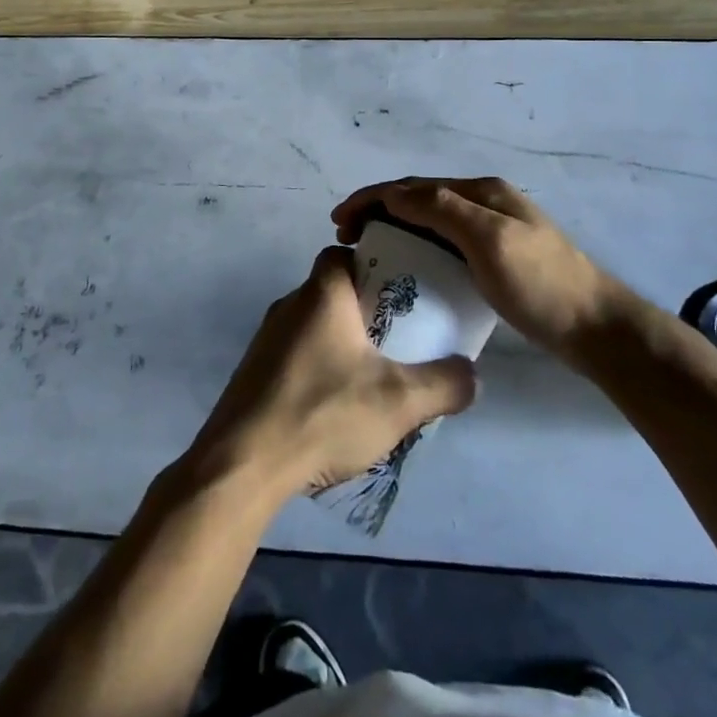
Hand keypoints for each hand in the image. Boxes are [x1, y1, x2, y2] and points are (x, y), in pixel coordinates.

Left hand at [185, 247, 476, 502]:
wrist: (243, 463)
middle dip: (366, 308)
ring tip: (373, 375)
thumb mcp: (399, 402)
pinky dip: (319, 366)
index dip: (372, 263)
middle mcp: (290, 304)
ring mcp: (267, 338)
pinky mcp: (255, 372)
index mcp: (321, 293)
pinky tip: (336, 404)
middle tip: (398, 339)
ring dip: (342, 341)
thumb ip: (444, 384)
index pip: (343, 253)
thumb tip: (472, 373)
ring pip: (314, 324)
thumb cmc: (323, 413)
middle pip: (333, 290)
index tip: (400, 291)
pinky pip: (296, 354)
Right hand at [333, 177, 627, 363]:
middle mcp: (483, 203)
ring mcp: (491, 231)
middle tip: (346, 237)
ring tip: (368, 250)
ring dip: (395, 228)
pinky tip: (408, 268)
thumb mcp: (489, 240)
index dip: (372, 197)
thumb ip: (442, 209)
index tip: (338, 221)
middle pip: (419, 198)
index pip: (413, 186)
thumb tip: (394, 193)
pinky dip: (417, 247)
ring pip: (430, 221)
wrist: (596, 329)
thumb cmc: (540, 284)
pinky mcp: (495, 259)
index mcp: (481, 192)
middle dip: (378, 210)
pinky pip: (444, 243)